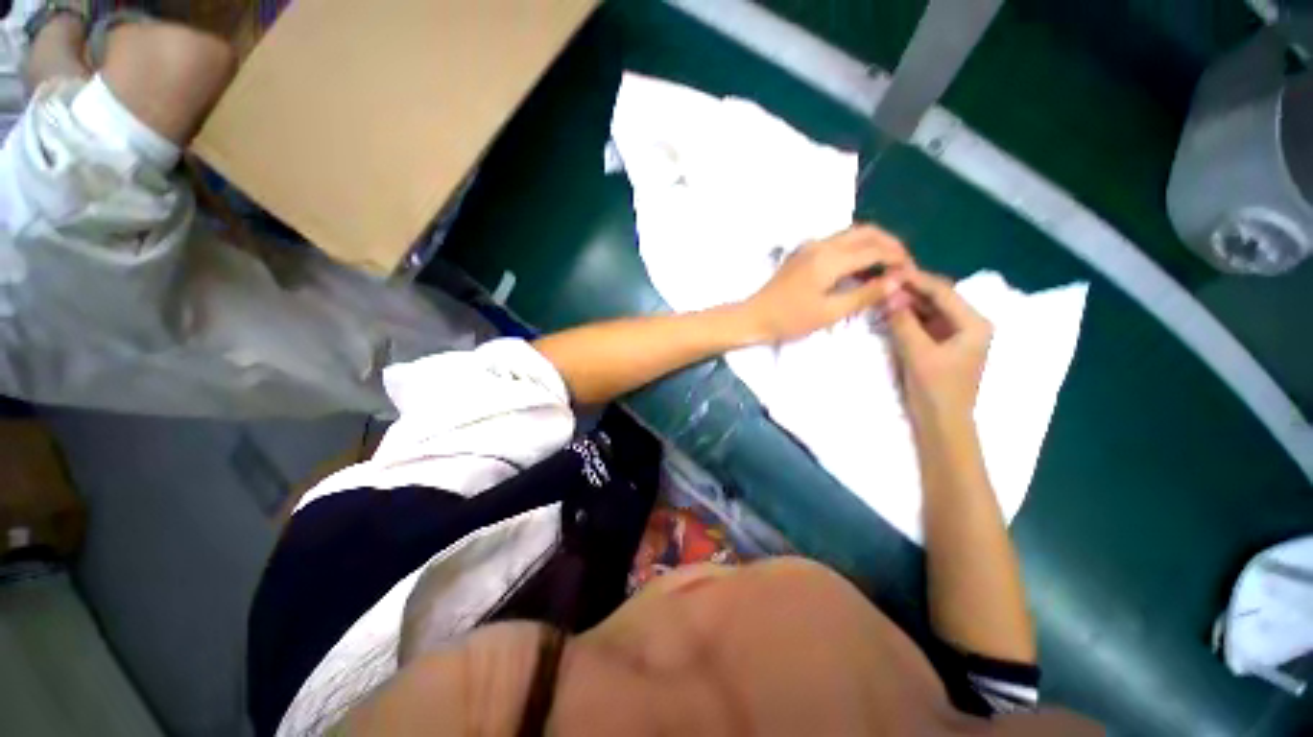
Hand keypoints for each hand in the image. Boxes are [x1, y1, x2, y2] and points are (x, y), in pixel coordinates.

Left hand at [740, 225, 910, 343]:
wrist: (753, 317)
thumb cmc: (789, 319)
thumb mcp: (830, 312)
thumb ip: (866, 294)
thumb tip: (899, 280)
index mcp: (829, 258)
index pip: (875, 249)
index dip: (898, 259)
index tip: (913, 273)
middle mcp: (821, 244)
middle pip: (866, 232)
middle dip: (890, 244)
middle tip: (904, 265)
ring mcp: (810, 246)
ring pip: (852, 234)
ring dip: (873, 244)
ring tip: (887, 266)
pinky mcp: (803, 253)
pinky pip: (838, 242)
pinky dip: (856, 248)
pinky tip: (861, 267)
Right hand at [886, 271, 992, 426]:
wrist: (942, 424)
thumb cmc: (936, 389)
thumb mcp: (917, 352)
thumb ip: (902, 320)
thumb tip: (888, 290)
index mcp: (974, 323)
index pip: (943, 291)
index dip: (915, 279)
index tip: (888, 270)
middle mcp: (969, 324)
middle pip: (938, 298)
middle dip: (910, 289)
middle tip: (881, 281)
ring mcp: (956, 335)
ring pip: (929, 310)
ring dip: (907, 302)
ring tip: (881, 293)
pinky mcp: (942, 345)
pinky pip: (924, 323)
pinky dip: (908, 317)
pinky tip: (890, 311)